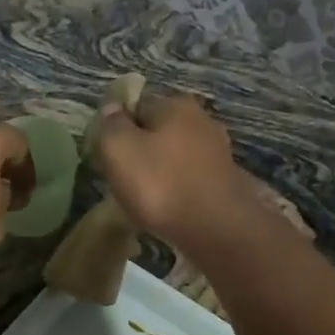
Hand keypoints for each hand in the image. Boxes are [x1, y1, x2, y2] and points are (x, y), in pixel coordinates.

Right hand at [94, 93, 249, 243]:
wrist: (216, 229)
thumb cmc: (161, 185)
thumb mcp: (119, 150)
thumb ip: (111, 125)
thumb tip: (112, 109)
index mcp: (176, 105)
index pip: (136, 105)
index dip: (118, 128)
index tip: (108, 155)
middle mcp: (202, 120)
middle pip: (159, 130)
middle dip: (141, 150)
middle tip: (123, 179)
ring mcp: (218, 152)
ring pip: (176, 155)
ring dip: (160, 171)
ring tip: (145, 197)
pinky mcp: (226, 181)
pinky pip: (190, 178)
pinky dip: (178, 189)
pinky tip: (169, 207)